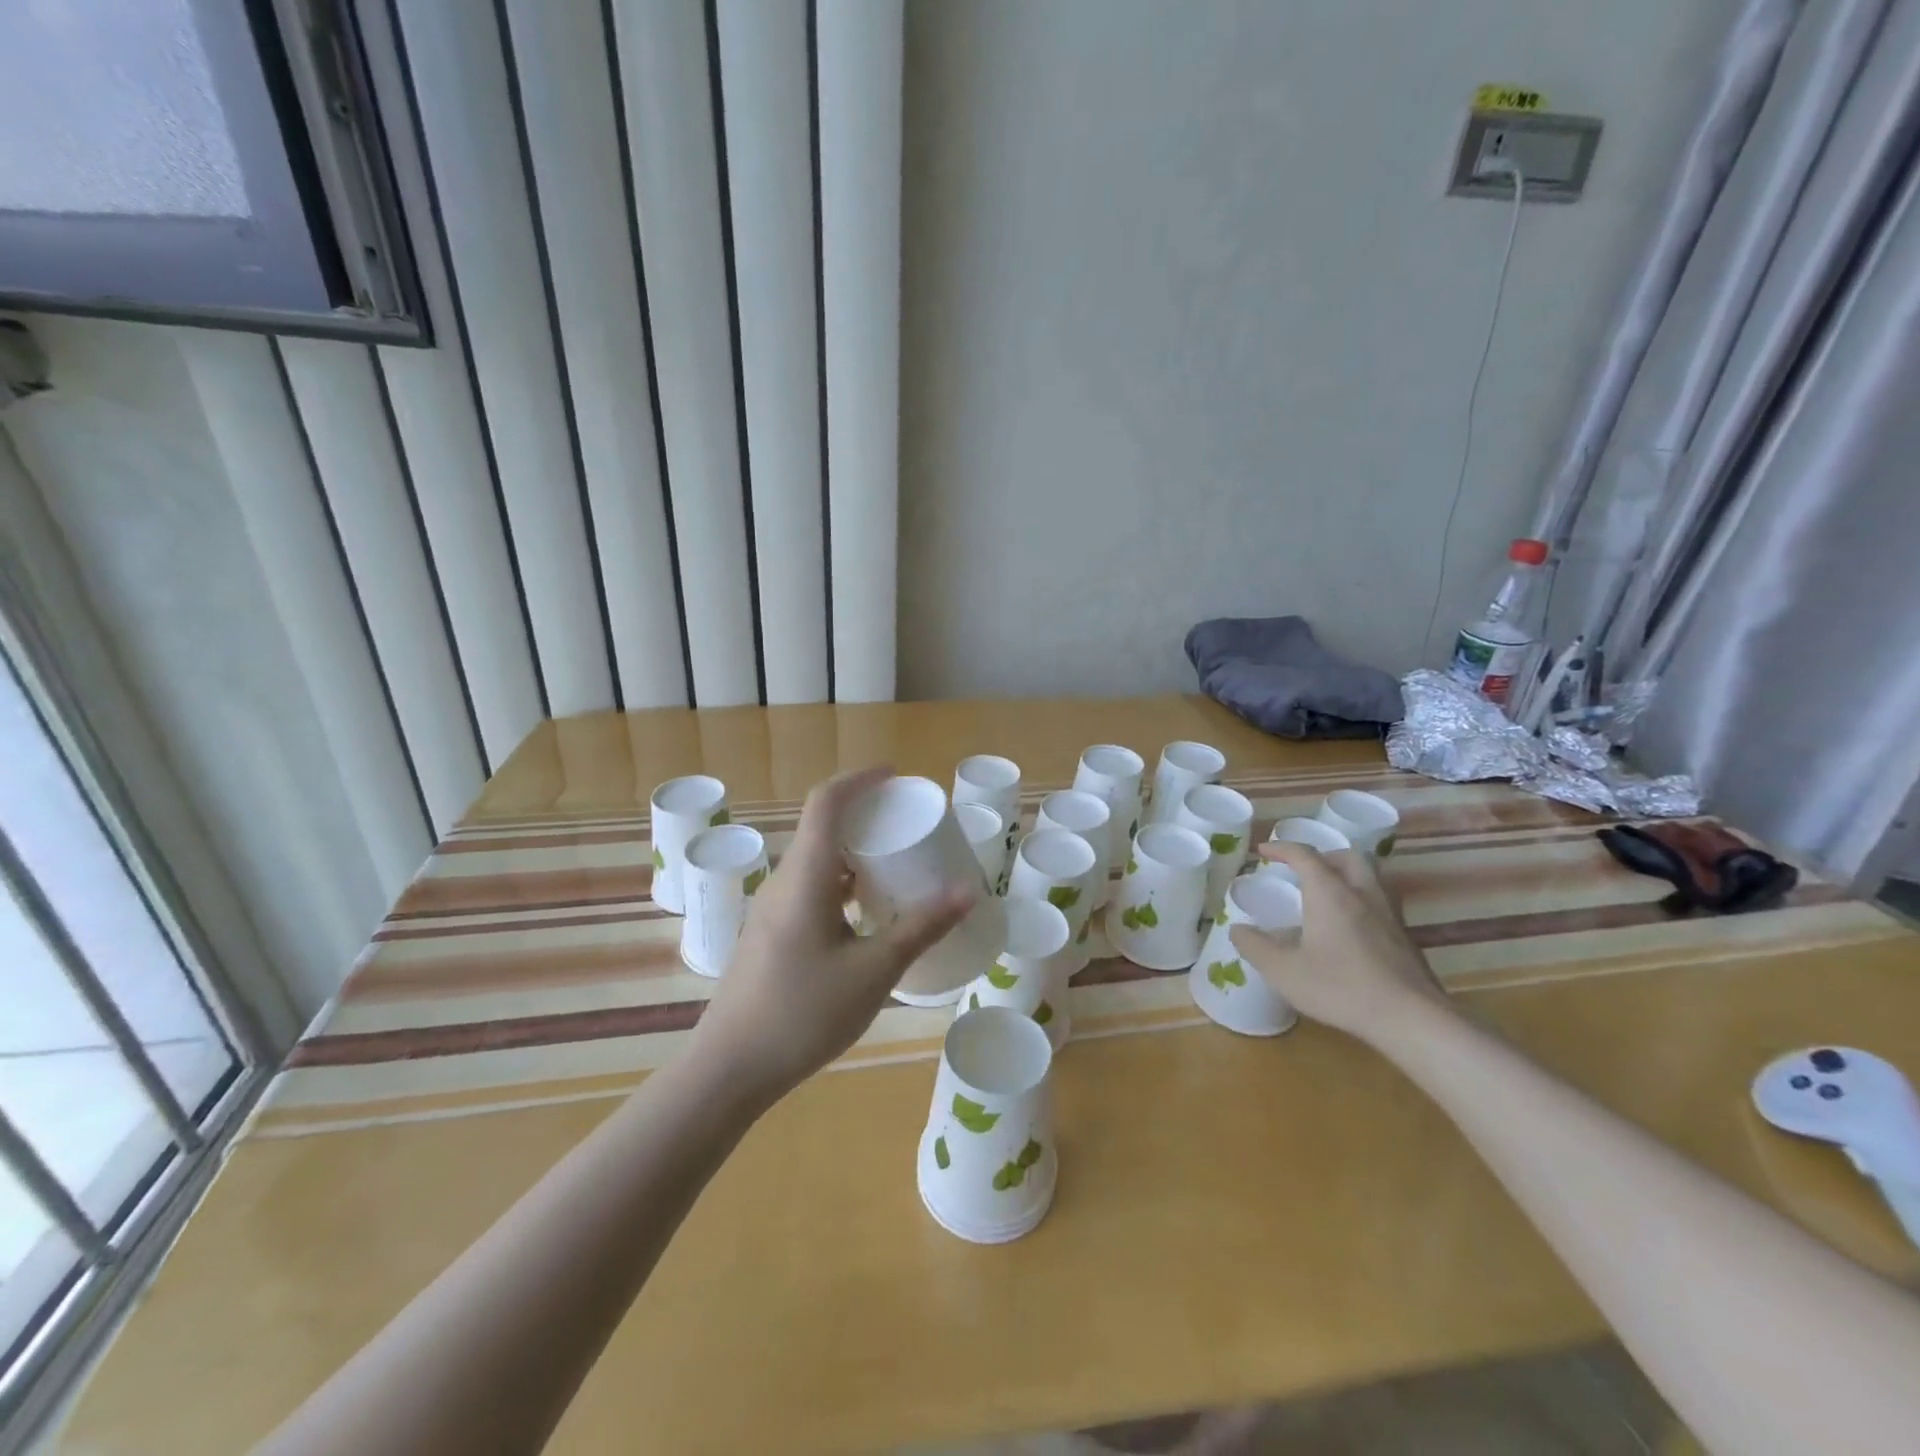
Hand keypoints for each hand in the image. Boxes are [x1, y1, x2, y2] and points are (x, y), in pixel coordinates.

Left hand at [693, 767, 973, 1104]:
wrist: (730, 1069)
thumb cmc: (803, 1014)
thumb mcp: (874, 971)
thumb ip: (921, 928)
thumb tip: (968, 892)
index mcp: (805, 877)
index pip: (827, 803)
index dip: (860, 780)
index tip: (896, 776)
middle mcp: (785, 882)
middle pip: (822, 827)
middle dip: (866, 816)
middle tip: (909, 823)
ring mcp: (774, 910)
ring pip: (818, 861)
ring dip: (856, 853)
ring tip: (897, 865)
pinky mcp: (773, 934)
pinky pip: (812, 889)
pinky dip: (844, 884)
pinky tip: (869, 913)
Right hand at [1228, 842, 1446, 1044]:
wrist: (1410, 1019)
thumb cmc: (1341, 988)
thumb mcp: (1283, 971)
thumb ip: (1255, 946)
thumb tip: (1238, 929)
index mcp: (1330, 893)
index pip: (1305, 855)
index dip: (1282, 848)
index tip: (1264, 851)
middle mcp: (1362, 894)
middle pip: (1347, 856)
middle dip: (1322, 855)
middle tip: (1303, 869)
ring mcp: (1389, 915)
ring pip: (1371, 877)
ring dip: (1347, 875)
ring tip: (1329, 893)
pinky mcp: (1406, 938)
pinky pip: (1381, 902)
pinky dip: (1362, 900)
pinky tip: (1351, 927)